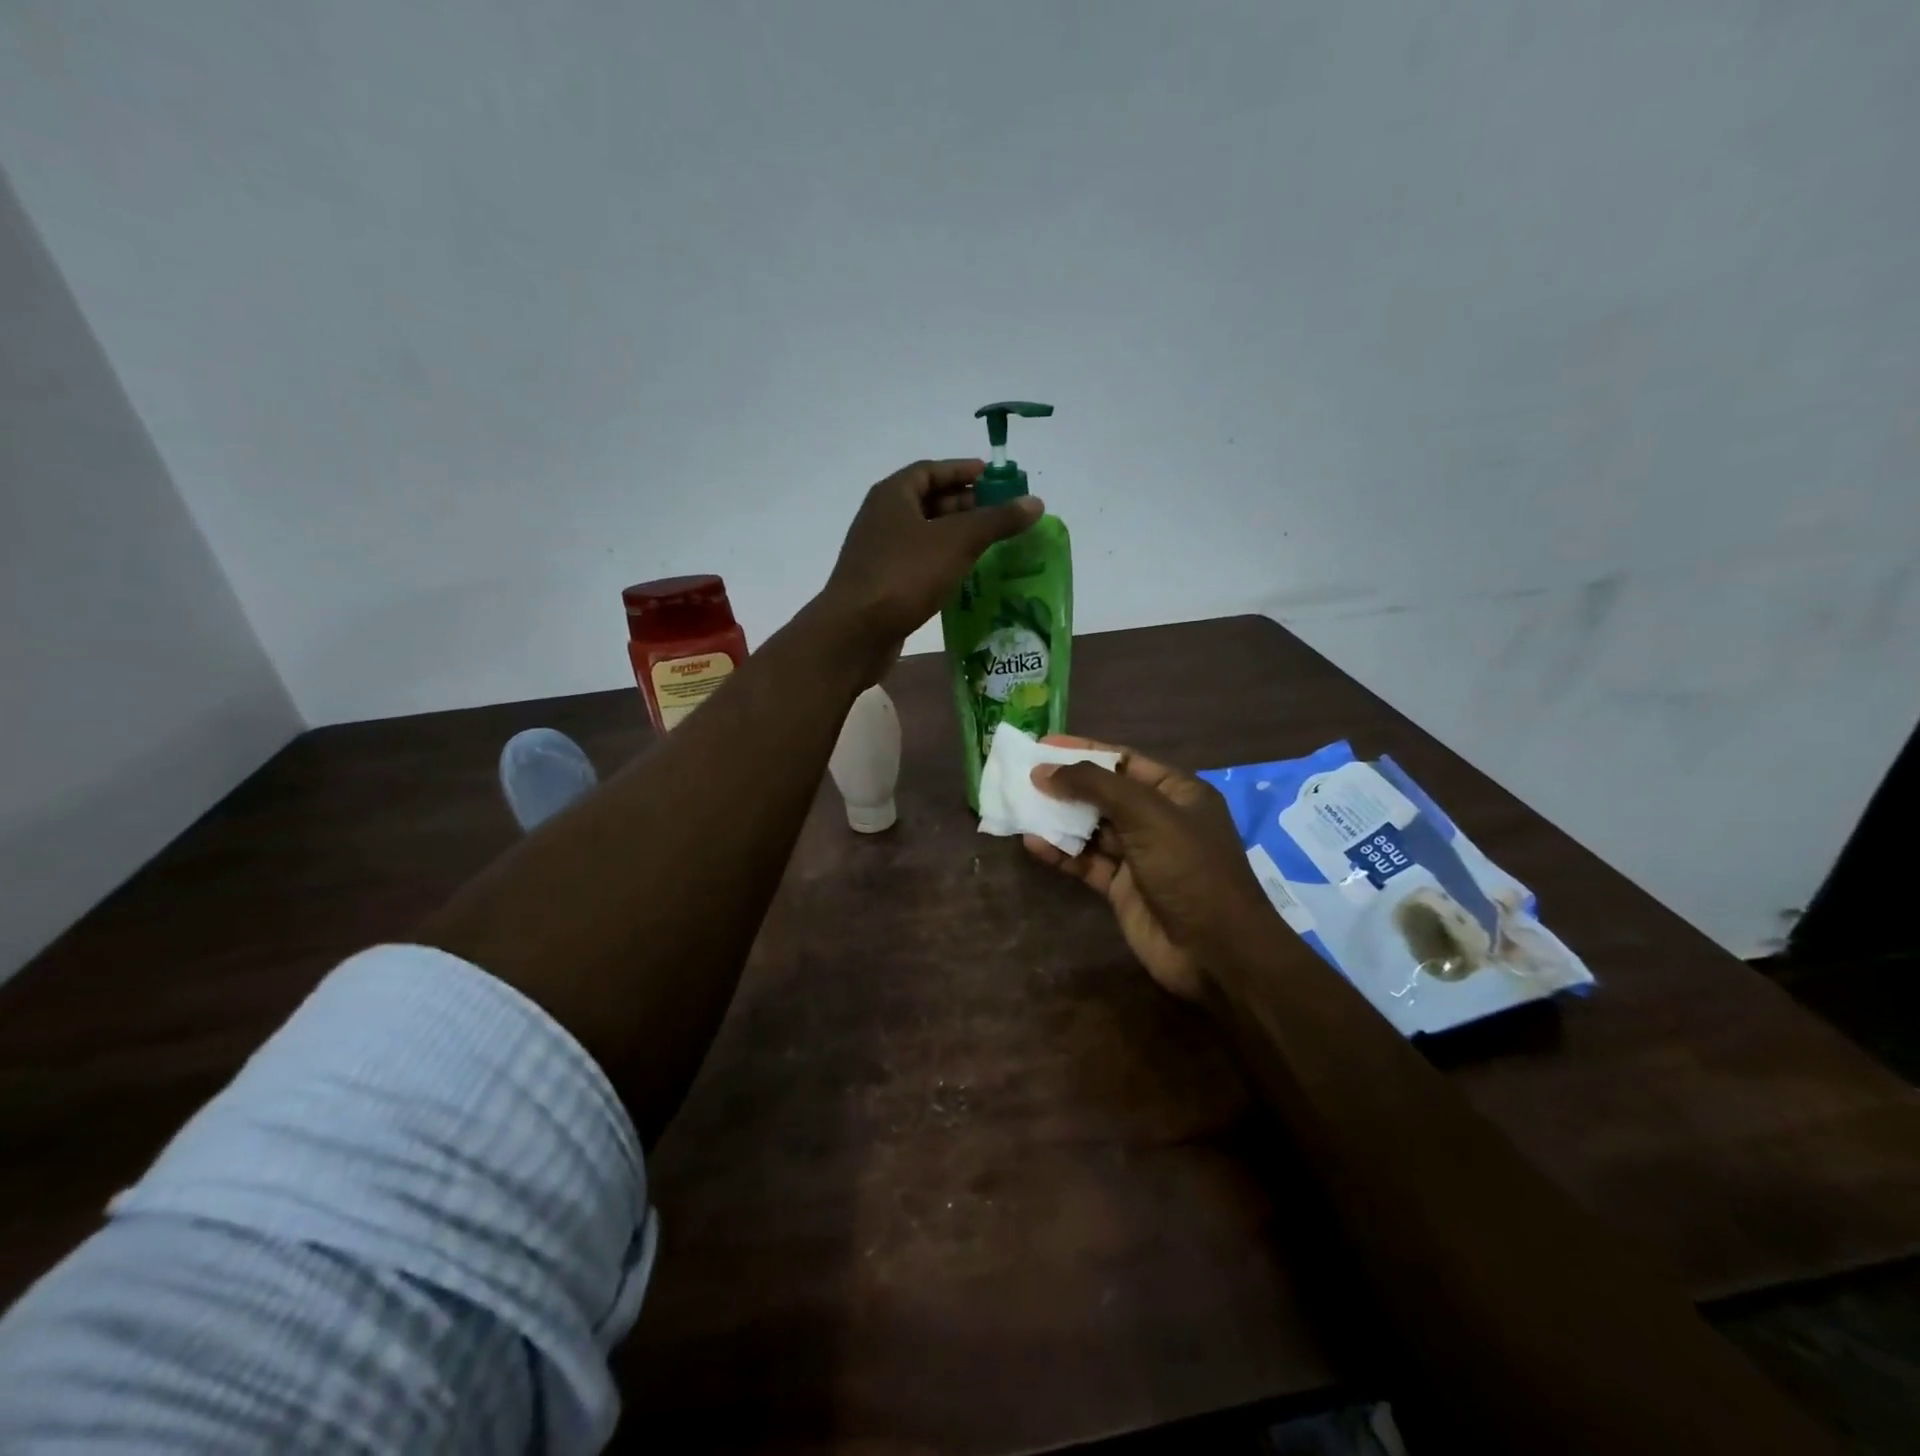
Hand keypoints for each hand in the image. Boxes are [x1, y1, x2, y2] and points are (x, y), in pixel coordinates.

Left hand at [822, 459, 1041, 667]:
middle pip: (929, 502)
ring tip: (992, 546)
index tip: (994, 478)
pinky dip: (943, 563)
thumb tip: (1035, 502)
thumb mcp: (957, 541)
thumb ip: (997, 520)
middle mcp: (882, 519)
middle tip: (1002, 515)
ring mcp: (880, 554)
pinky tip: (966, 576)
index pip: (931, 470)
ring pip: (925, 536)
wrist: (855, 632)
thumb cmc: (904, 575)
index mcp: (893, 495)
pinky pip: (919, 564)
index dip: (963, 471)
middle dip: (965, 505)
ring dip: (956, 537)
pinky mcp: (883, 585)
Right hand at [1025, 737, 1274, 999]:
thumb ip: (1095, 787)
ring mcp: (1139, 855)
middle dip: (1065, 784)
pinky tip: (1033, 844)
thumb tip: (1044, 771)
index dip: (1083, 750)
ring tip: (1019, 807)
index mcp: (1176, 791)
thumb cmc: (1189, 868)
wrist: (1215, 951)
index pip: (1122, 760)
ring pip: (1090, 829)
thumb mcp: (1146, 815)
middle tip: (1022, 776)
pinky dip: (1061, 852)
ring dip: (1058, 819)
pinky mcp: (1122, 887)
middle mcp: (1157, 818)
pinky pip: (1086, 862)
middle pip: (1103, 793)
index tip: (1042, 745)